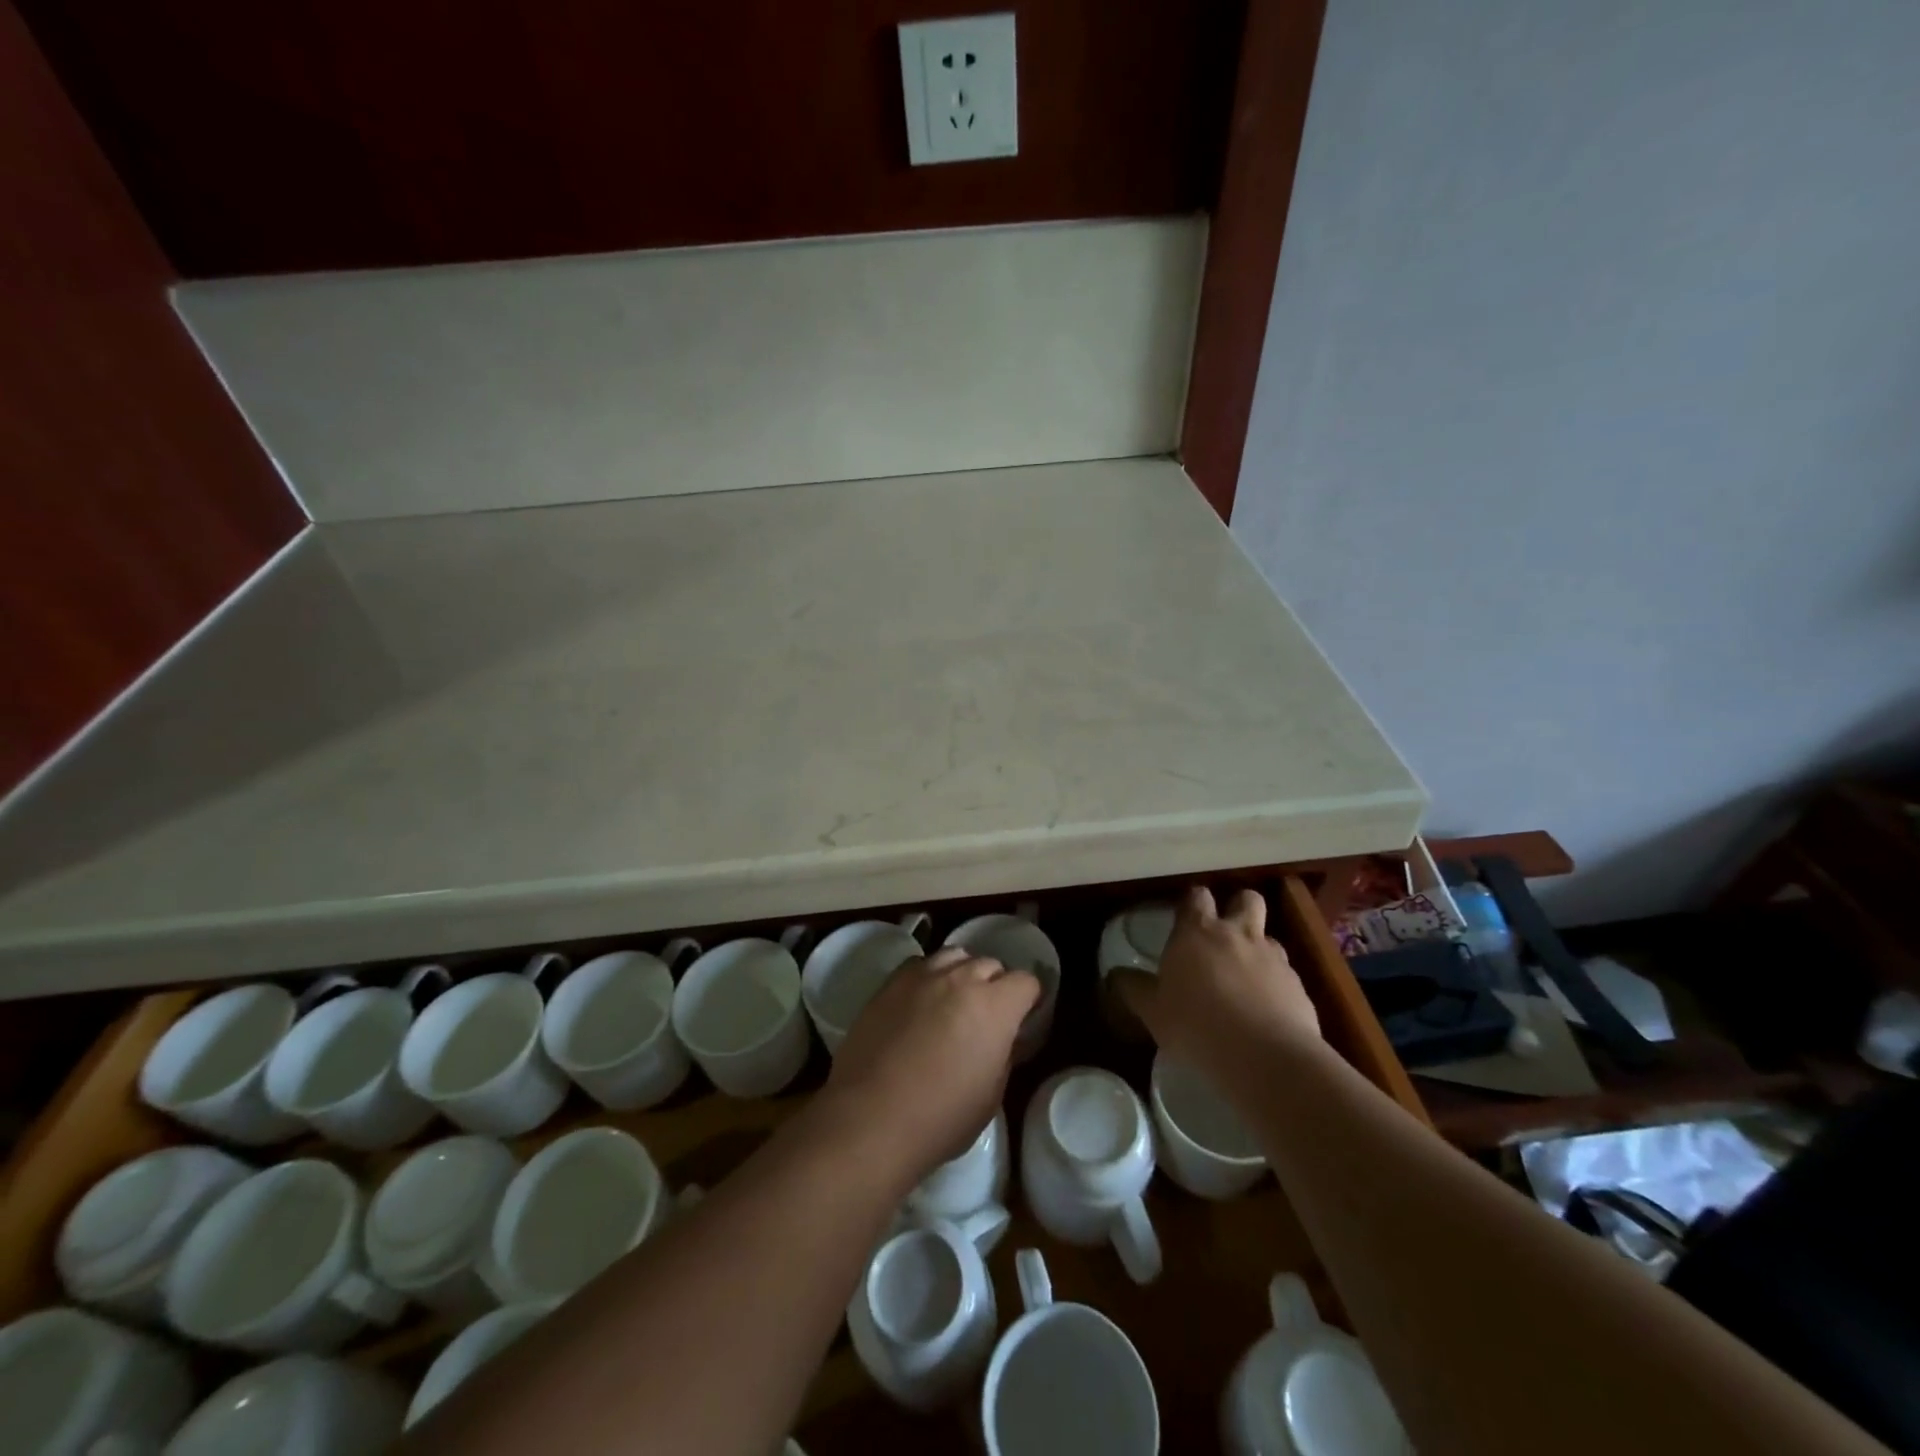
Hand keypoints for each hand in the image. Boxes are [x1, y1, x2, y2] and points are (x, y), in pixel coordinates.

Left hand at [824, 947, 1039, 1183]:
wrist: (870, 1118)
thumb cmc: (941, 1118)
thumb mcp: (991, 1096)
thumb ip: (1004, 1054)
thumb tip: (1005, 1037)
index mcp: (995, 1006)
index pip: (1026, 982)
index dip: (1029, 1000)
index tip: (1023, 1019)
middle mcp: (961, 979)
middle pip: (990, 964)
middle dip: (996, 985)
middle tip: (987, 1017)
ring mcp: (923, 975)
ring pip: (955, 956)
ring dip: (963, 974)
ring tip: (954, 1002)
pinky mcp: (891, 982)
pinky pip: (921, 964)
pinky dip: (930, 976)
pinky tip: (922, 1002)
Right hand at [1116, 886, 1319, 1063]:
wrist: (1265, 1058)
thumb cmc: (1196, 1025)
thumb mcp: (1153, 1011)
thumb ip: (1135, 989)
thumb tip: (1115, 976)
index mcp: (1197, 932)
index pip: (1196, 896)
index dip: (1191, 903)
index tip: (1184, 917)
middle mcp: (1238, 934)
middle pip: (1245, 899)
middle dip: (1237, 908)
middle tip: (1224, 933)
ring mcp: (1274, 958)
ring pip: (1269, 936)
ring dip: (1257, 949)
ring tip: (1245, 978)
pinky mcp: (1299, 986)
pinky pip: (1286, 975)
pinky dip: (1276, 985)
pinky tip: (1266, 1012)